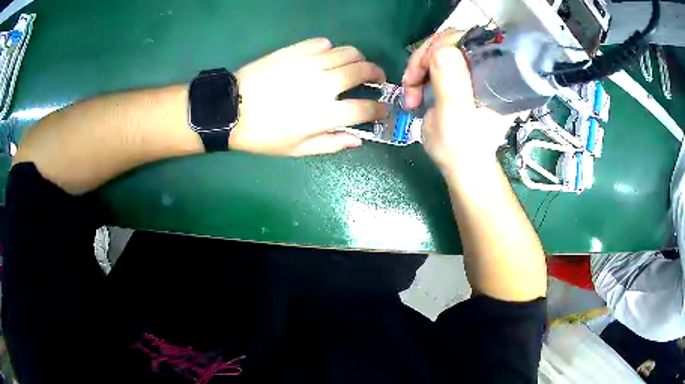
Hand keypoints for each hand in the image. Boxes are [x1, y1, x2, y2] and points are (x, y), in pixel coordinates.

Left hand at [229, 38, 386, 155]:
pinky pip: (323, 43)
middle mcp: (324, 84)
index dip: (379, 110)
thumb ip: (331, 144)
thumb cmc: (262, 135)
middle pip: (363, 71)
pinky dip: (331, 49)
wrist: (229, 110)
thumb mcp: (296, 149)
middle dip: (377, 75)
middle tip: (376, 80)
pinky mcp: (294, 51)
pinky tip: (326, 57)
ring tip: (355, 65)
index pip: (366, 108)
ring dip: (358, 59)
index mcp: (325, 114)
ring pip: (347, 52)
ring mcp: (309, 64)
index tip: (382, 110)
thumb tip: (357, 140)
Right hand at [402, 30, 513, 175]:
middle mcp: (485, 68)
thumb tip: (443, 49)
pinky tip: (413, 90)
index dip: (442, 44)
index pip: (470, 39)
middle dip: (425, 57)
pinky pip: (434, 61)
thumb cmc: (461, 147)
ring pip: (439, 49)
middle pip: (451, 41)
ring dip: (418, 67)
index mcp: (494, 76)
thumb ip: (452, 84)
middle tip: (411, 81)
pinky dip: (418, 72)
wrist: (460, 166)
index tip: (422, 67)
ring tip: (411, 92)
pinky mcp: (457, 78)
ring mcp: (469, 72)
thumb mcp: (455, 118)